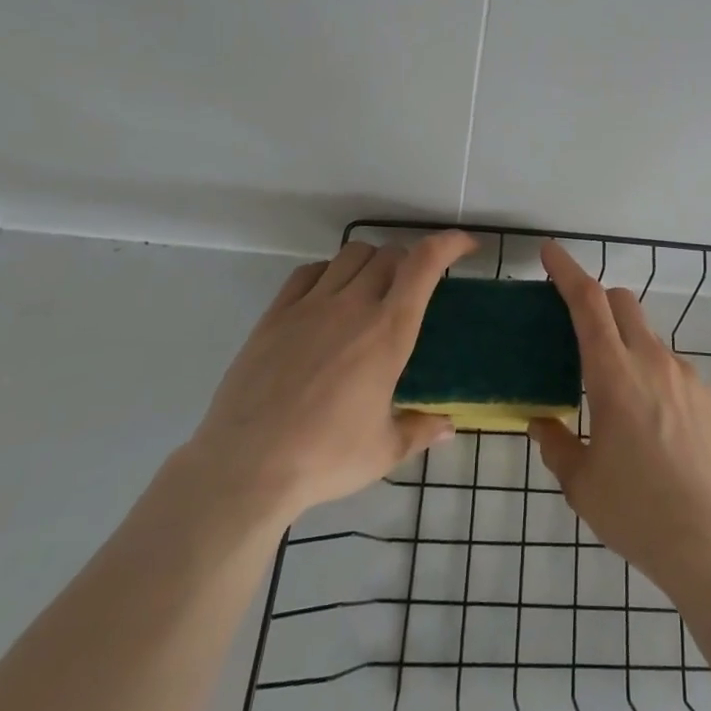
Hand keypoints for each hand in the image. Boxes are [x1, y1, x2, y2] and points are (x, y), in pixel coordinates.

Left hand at [184, 231, 475, 529]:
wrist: (244, 468)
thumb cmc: (324, 459)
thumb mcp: (383, 451)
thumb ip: (420, 430)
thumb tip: (448, 426)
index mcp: (388, 332)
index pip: (425, 263)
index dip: (450, 243)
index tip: (466, 244)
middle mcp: (353, 306)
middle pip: (390, 254)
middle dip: (411, 261)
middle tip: (414, 287)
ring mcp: (310, 305)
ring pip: (350, 254)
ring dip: (371, 261)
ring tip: (372, 288)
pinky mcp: (275, 315)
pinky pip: (308, 272)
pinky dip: (328, 272)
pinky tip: (327, 297)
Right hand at [529, 240, 710, 589]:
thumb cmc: (636, 511)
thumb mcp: (581, 483)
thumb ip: (557, 444)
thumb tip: (543, 423)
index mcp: (613, 374)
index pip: (588, 302)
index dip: (567, 271)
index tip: (551, 251)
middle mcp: (652, 361)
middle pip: (622, 303)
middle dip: (597, 300)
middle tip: (578, 328)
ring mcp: (686, 376)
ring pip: (648, 337)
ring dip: (626, 344)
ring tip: (617, 396)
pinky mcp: (709, 397)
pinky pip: (672, 369)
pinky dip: (653, 375)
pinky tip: (652, 424)